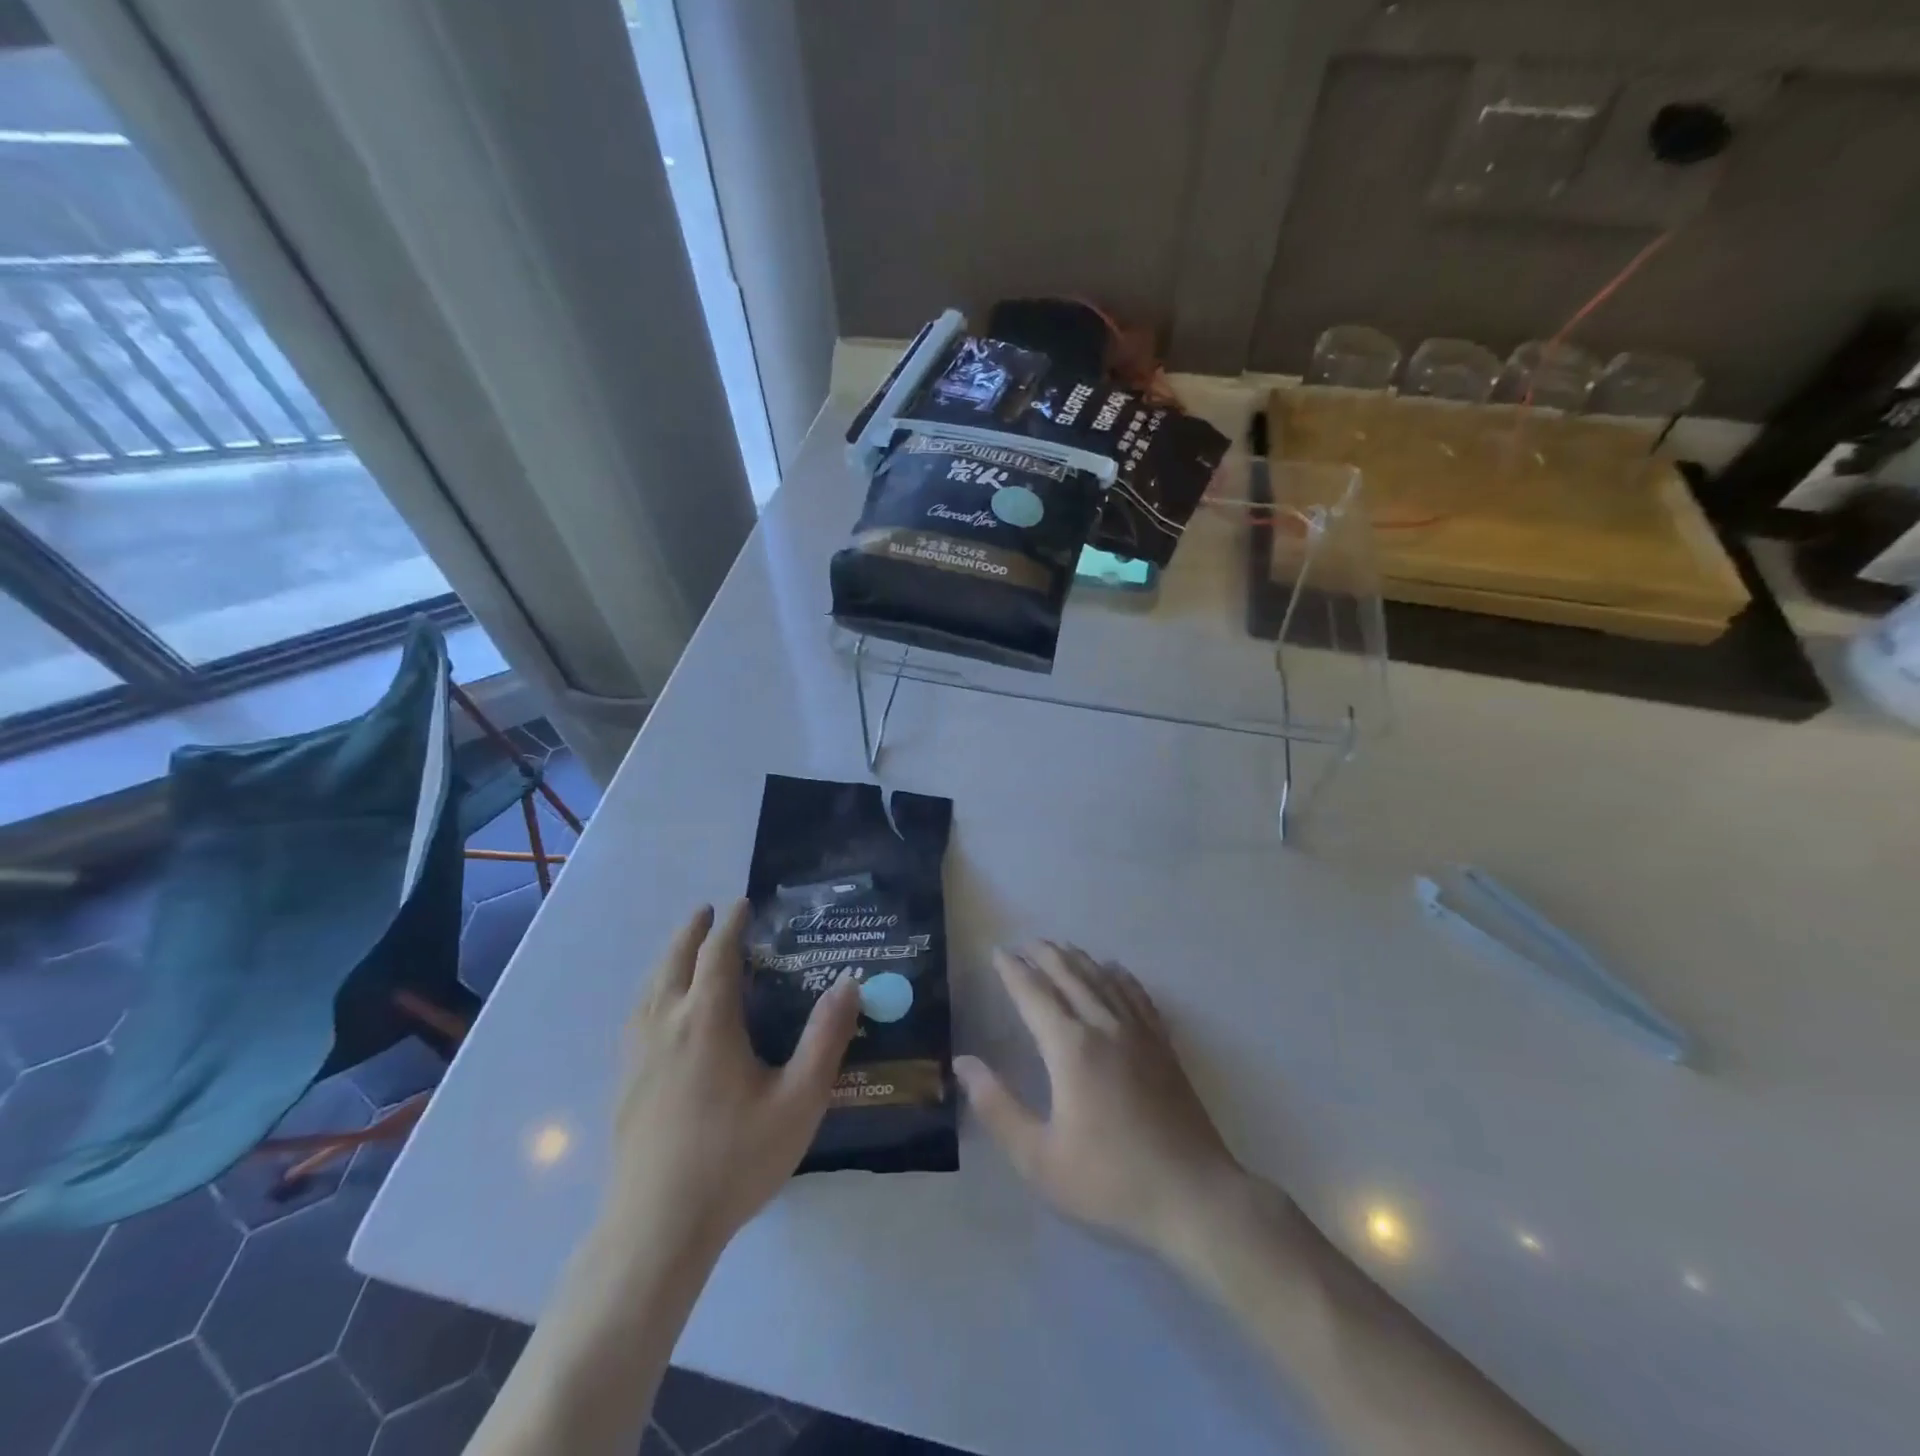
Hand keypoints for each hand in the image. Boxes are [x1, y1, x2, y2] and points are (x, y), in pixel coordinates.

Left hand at [600, 901, 859, 1255]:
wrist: (656, 1229)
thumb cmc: (734, 1159)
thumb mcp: (799, 1099)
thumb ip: (826, 1037)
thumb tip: (848, 983)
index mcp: (707, 1020)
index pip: (718, 954)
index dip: (732, 924)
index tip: (743, 904)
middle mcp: (667, 1024)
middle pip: (675, 960)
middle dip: (693, 931)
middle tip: (709, 912)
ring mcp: (638, 1054)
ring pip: (650, 987)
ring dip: (669, 958)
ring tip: (685, 951)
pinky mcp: (624, 1082)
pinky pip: (637, 1015)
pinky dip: (653, 991)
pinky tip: (659, 1012)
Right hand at [954, 942, 1252, 1264]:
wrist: (1193, 1196)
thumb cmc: (1110, 1180)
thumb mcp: (1039, 1158)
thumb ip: (997, 1108)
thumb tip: (963, 1064)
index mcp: (1071, 1048)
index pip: (1034, 994)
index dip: (1013, 971)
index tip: (997, 952)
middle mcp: (1104, 1026)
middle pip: (1069, 975)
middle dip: (1044, 955)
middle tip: (1024, 943)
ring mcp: (1139, 1032)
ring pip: (1103, 979)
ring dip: (1077, 959)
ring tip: (1060, 948)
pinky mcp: (1163, 1045)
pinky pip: (1137, 994)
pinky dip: (1119, 975)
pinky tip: (1113, 969)